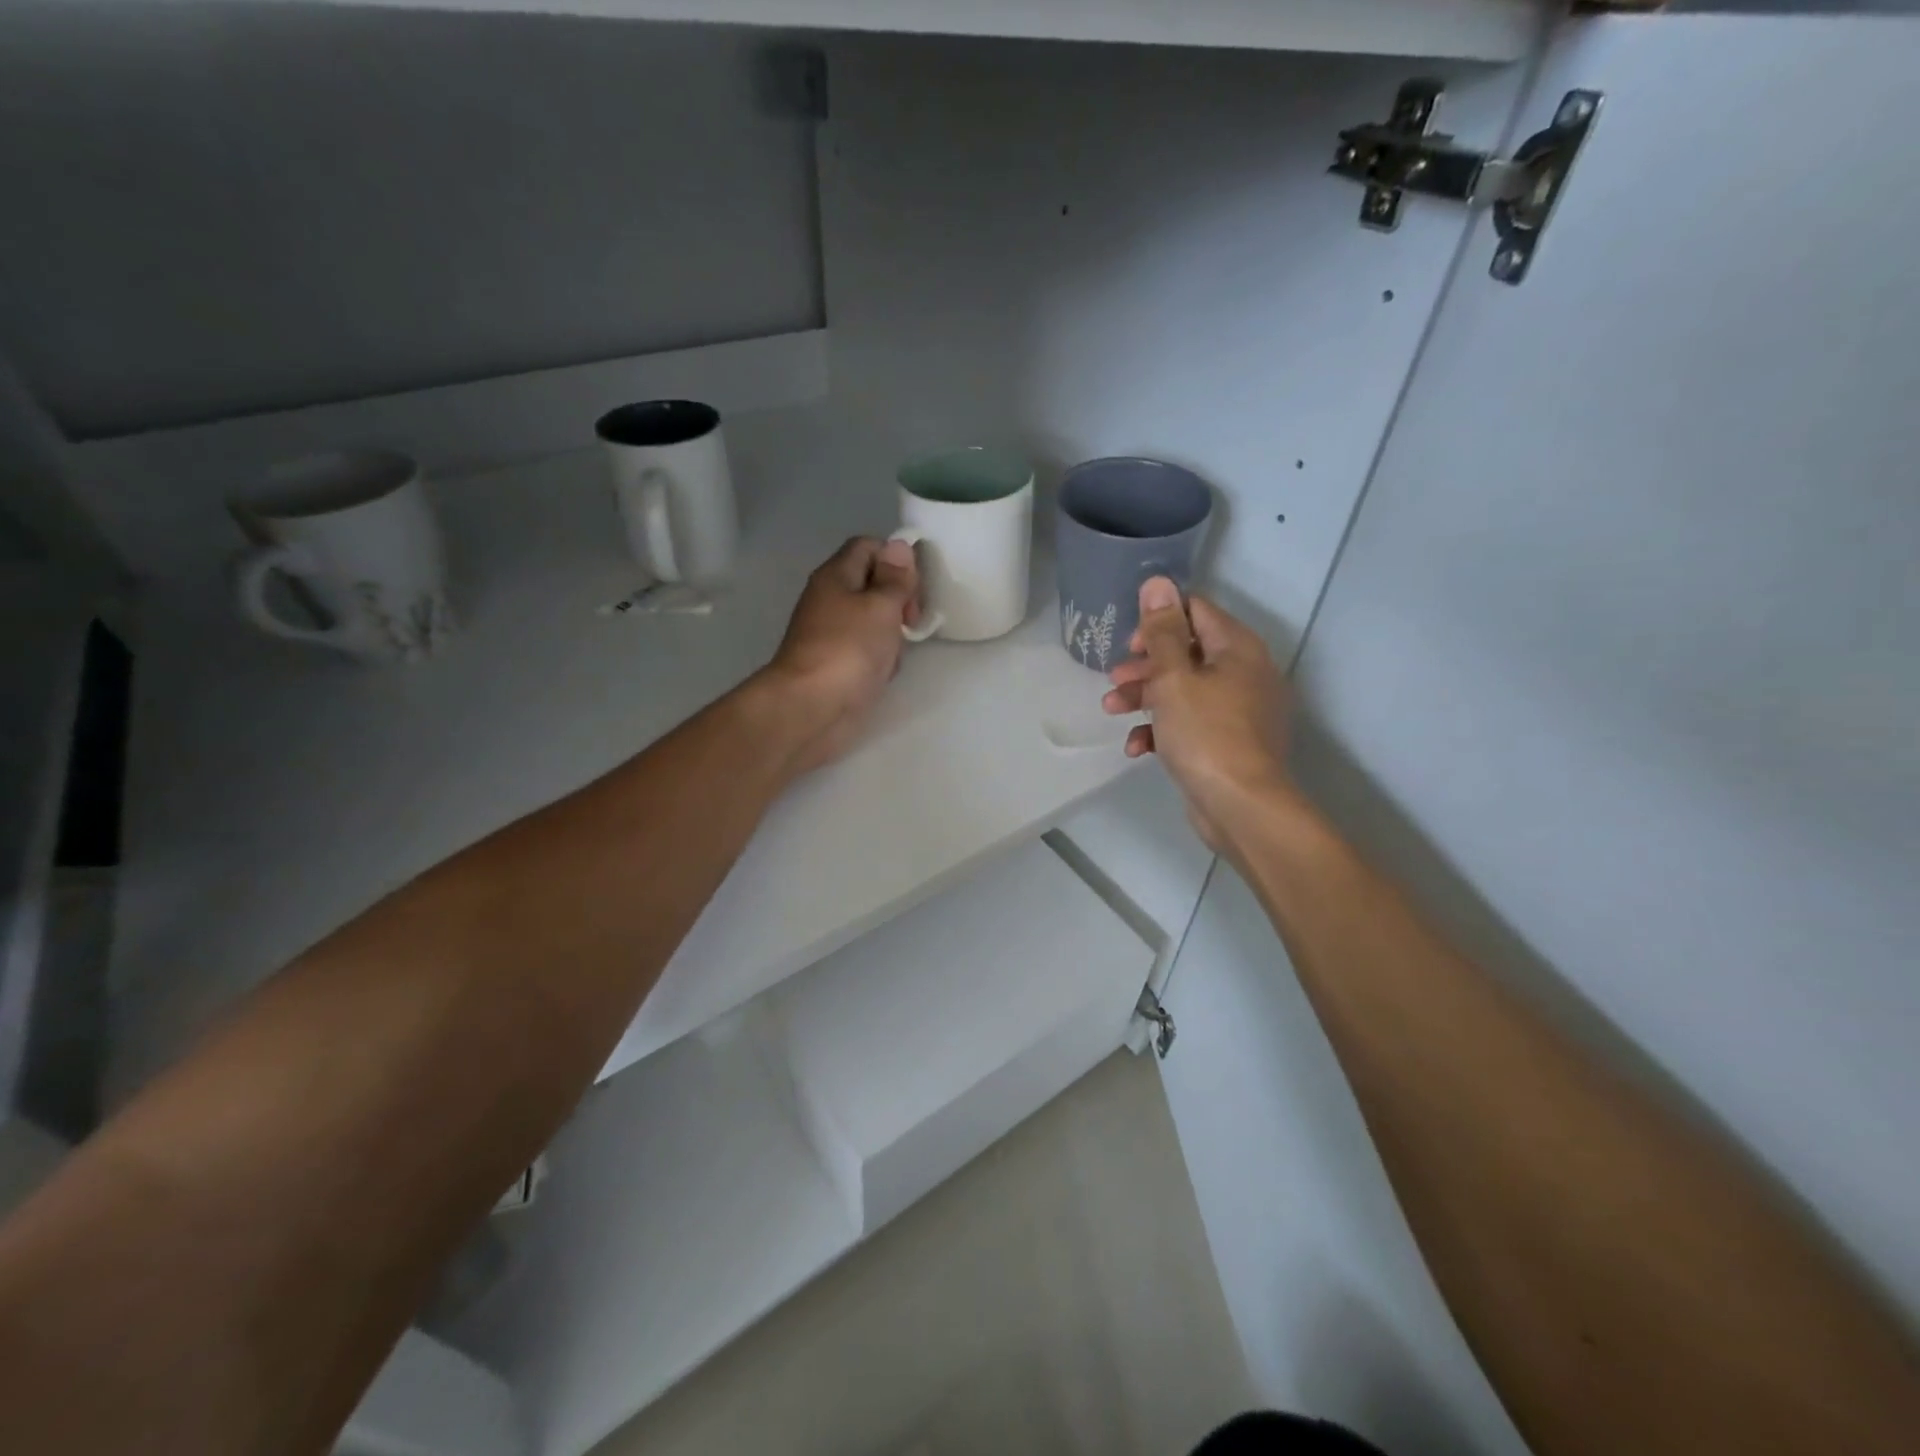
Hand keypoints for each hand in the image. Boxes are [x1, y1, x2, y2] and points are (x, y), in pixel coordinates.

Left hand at [760, 536, 920, 772]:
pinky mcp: (838, 664)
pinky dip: (881, 659)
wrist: (812, 708)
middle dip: (899, 600)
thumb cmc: (848, 650)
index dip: (896, 559)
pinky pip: (868, 651)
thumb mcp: (881, 606)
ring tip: (897, 652)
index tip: (913, 587)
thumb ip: (895, 578)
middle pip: (873, 584)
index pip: (869, 547)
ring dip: (892, 634)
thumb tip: (899, 546)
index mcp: (836, 576)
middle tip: (911, 621)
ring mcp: (833, 634)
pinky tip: (885, 673)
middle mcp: (831, 600)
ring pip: (874, 621)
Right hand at [1101, 577, 1293, 853]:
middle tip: (1115, 678)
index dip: (1158, 620)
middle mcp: (1243, 672)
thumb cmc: (1206, 733)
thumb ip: (1162, 630)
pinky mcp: (1227, 742)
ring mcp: (1238, 710)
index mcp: (1237, 648)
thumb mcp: (1174, 677)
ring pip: (1183, 689)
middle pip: (1186, 652)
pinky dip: (1162, 729)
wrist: (1241, 806)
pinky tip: (1137, 747)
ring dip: (1144, 696)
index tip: (1129, 644)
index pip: (1195, 611)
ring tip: (1112, 710)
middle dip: (1144, 664)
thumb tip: (1158, 582)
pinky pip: (1190, 723)